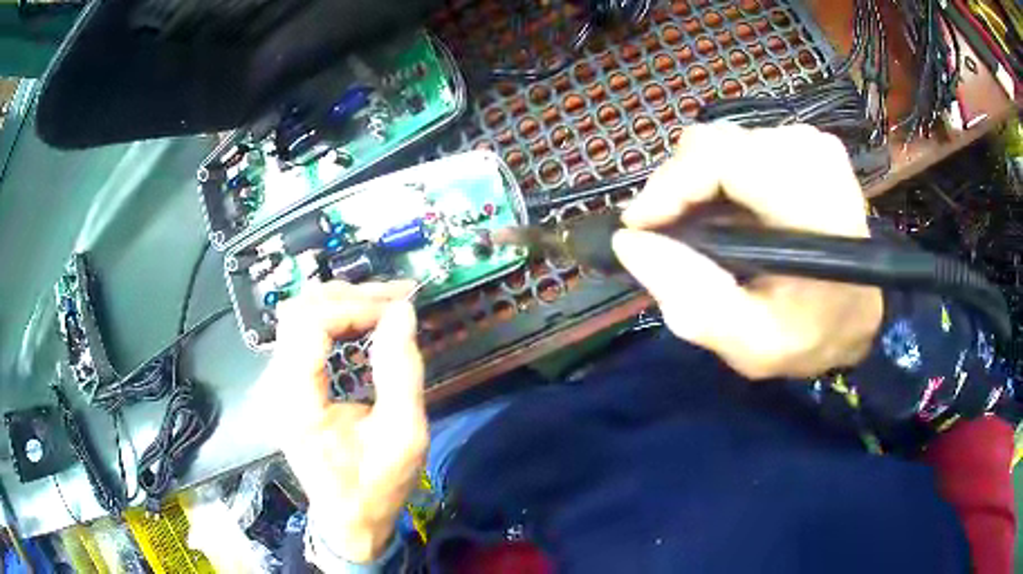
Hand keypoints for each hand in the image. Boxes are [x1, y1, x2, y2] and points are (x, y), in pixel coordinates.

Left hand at [261, 281, 426, 561]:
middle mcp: (276, 386)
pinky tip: (363, 321)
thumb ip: (401, 372)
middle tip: (396, 299)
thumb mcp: (403, 436)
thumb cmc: (375, 486)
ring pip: (299, 315)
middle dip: (350, 296)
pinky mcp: (286, 383)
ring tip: (384, 306)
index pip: (310, 324)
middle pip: (300, 311)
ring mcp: (277, 383)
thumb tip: (402, 312)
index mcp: (296, 402)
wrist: (348, 518)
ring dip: (342, 302)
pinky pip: (303, 333)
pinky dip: (335, 318)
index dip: (354, 305)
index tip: (397, 309)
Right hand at [612, 123, 882, 378]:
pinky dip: (720, 177)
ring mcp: (813, 143)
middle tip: (668, 236)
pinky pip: (739, 145)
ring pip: (721, 142)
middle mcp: (815, 158)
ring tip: (701, 229)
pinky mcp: (806, 141)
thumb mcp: (752, 344)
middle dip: (679, 188)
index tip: (641, 226)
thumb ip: (693, 300)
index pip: (724, 159)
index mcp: (816, 209)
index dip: (671, 184)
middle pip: (715, 145)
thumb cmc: (811, 335)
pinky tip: (729, 212)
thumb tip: (630, 241)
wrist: (858, 311)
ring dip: (698, 185)